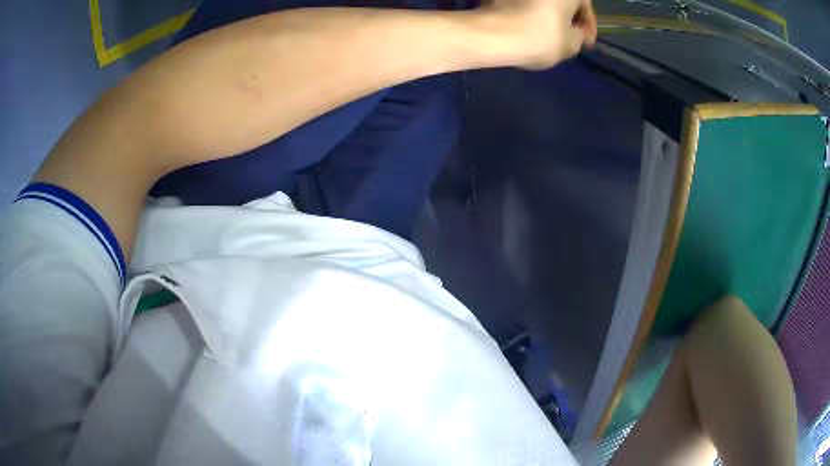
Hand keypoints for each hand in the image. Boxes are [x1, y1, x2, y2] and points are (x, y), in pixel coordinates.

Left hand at [485, 0, 597, 68]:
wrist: (492, 33)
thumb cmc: (540, 36)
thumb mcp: (571, 44)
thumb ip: (579, 36)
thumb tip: (575, 32)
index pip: (585, 5)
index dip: (588, 26)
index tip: (586, 43)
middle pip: (561, 1)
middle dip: (567, 17)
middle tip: (568, 37)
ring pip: (542, 2)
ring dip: (548, 14)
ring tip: (548, 34)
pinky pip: (521, 3)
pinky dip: (528, 12)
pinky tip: (528, 27)